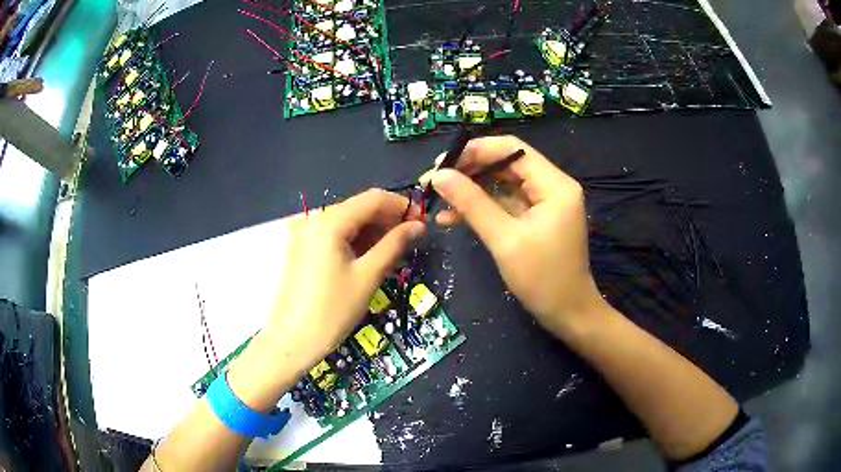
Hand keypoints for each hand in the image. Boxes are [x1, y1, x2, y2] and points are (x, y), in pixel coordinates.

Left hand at [227, 189, 424, 409]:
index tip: (422, 223)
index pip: (374, 198)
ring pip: (347, 221)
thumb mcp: (368, 276)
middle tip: (411, 240)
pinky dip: (354, 240)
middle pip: (359, 207)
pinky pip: (334, 234)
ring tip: (393, 252)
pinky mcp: (302, 248)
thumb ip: (394, 245)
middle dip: (388, 219)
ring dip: (372, 231)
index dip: (402, 206)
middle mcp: (315, 218)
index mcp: (331, 221)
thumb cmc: (332, 310)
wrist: (292, 340)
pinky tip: (368, 257)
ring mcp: (305, 233)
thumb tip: (418, 226)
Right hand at [424, 136, 604, 337]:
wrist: (568, 314)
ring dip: (471, 190)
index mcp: (554, 184)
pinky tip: (452, 217)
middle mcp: (552, 186)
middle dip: (469, 171)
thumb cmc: (543, 279)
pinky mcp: (536, 219)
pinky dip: (481, 208)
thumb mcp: (504, 239)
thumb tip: (439, 176)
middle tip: (433, 181)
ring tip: (437, 198)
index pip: (512, 149)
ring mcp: (544, 203)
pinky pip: (505, 204)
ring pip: (502, 184)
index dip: (475, 151)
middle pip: (506, 164)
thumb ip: (472, 203)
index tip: (441, 164)